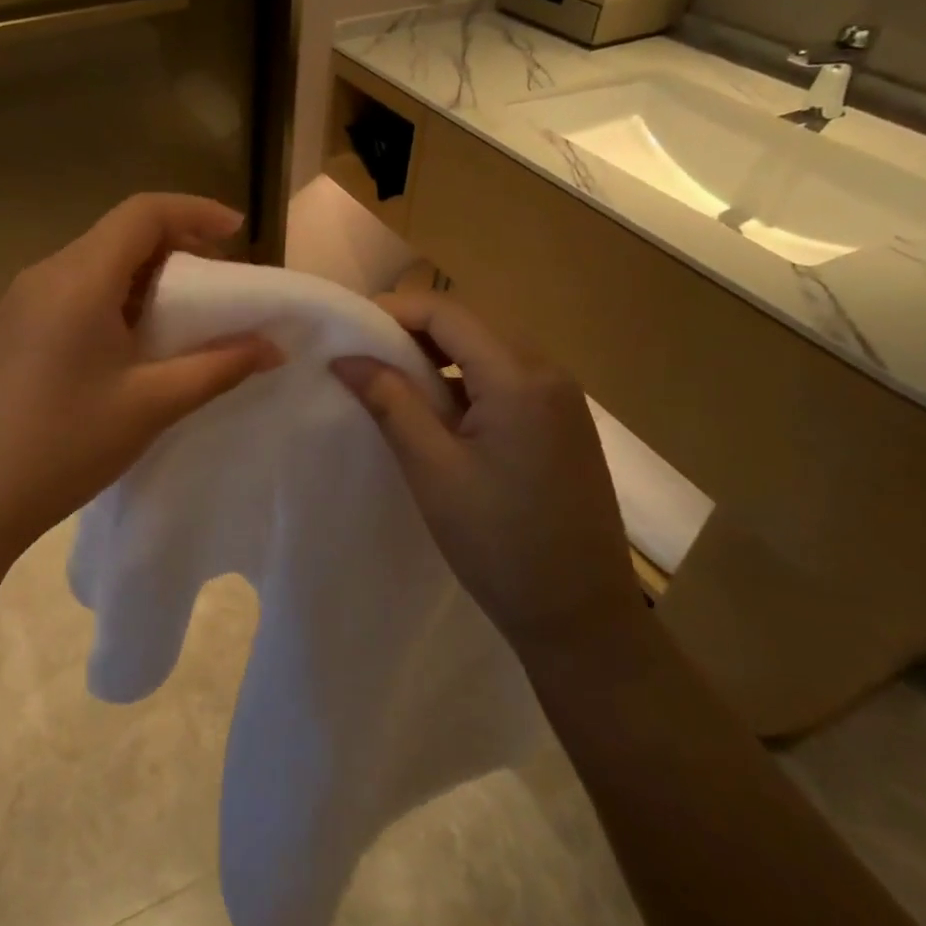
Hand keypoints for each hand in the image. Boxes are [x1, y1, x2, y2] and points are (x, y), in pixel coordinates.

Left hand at [0, 194, 281, 560]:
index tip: (239, 233)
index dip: (196, 212)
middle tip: (220, 283)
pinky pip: (72, 290)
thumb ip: (218, 368)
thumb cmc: (63, 446)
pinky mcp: (12, 328)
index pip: (143, 213)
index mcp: (79, 279)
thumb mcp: (151, 405)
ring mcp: (21, 301)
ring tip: (183, 316)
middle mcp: (46, 274)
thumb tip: (272, 347)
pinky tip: (131, 343)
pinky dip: (114, 297)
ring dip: (145, 276)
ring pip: (96, 262)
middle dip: (177, 246)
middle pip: (120, 234)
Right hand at [331, 291, 639, 650]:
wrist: (579, 615)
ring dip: (437, 358)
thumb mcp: (432, 468)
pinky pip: (505, 380)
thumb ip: (390, 401)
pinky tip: (437, 413)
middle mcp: (548, 373)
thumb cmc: (498, 542)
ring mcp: (562, 399)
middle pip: (469, 326)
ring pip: (486, 352)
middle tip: (363, 357)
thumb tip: (346, 358)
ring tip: (391, 384)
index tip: (348, 330)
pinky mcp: (563, 423)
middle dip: (411, 332)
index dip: (393, 310)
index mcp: (519, 378)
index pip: (446, 313)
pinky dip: (464, 382)